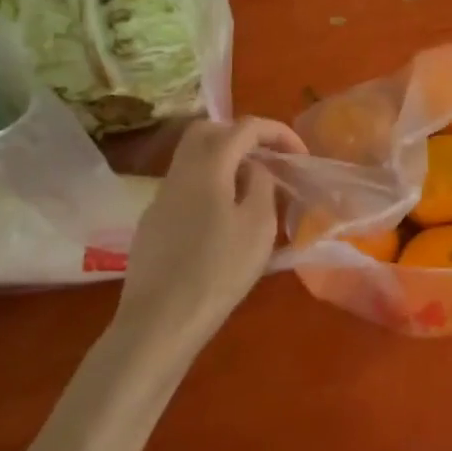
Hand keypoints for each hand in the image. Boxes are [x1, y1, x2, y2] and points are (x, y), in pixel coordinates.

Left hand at [114, 117, 305, 345]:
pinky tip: (222, 223)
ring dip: (224, 162)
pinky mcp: (152, 225)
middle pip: (208, 131)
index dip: (277, 132)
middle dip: (241, 135)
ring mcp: (160, 198)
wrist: (158, 323)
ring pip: (193, 159)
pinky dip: (208, 188)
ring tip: (250, 192)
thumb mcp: (258, 226)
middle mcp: (179, 172)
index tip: (299, 154)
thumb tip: (254, 168)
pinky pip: (185, 188)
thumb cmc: (217, 271)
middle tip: (267, 159)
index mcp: (208, 167)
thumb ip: (261, 185)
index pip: (245, 127)